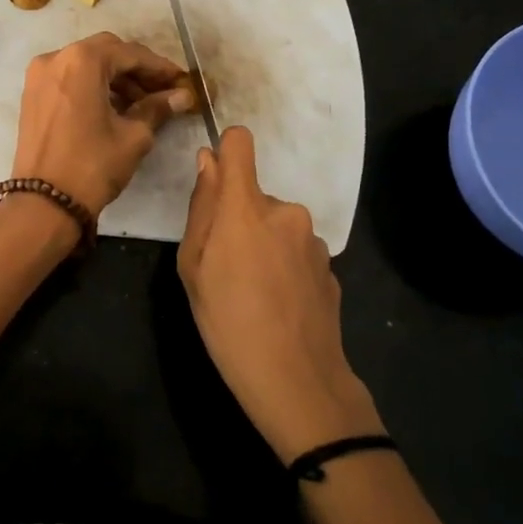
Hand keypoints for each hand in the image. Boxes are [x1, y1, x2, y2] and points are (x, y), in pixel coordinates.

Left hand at [12, 33, 194, 213]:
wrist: (44, 203)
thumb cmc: (93, 166)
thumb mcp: (133, 136)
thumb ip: (157, 108)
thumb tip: (182, 96)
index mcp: (82, 61)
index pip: (130, 54)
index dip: (159, 67)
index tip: (181, 81)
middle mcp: (56, 58)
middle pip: (105, 52)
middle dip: (136, 70)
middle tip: (162, 91)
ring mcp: (39, 76)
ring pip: (85, 65)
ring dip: (114, 79)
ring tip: (142, 104)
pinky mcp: (32, 95)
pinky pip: (69, 80)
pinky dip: (92, 87)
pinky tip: (113, 108)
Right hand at [178, 125, 383, 461]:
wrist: (296, 379)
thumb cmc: (227, 322)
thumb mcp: (193, 267)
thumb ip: (201, 208)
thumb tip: (208, 162)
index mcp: (247, 206)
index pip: (241, 144)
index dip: (226, 151)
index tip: (215, 179)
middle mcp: (286, 211)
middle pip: (255, 195)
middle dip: (239, 219)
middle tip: (226, 268)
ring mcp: (313, 239)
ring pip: (277, 225)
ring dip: (264, 244)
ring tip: (253, 292)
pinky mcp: (330, 266)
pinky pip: (296, 251)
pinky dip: (284, 266)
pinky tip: (279, 304)